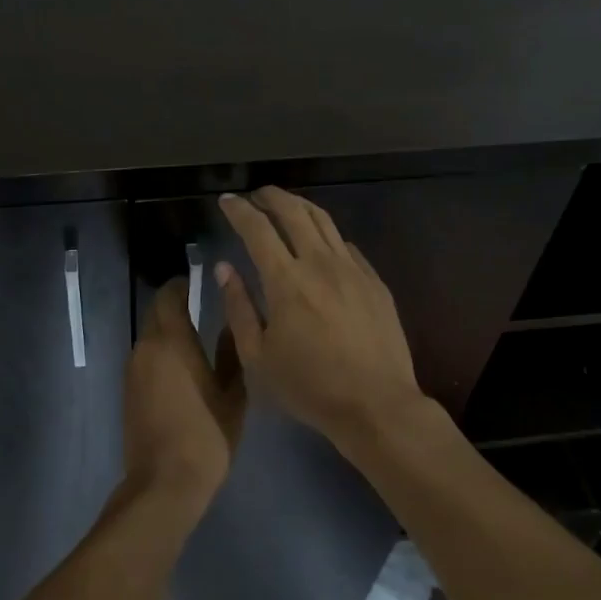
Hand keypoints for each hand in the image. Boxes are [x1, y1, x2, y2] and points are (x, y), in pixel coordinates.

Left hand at [122, 277, 246, 506]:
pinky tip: (180, 367)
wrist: (164, 482)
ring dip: (166, 329)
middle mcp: (147, 347)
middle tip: (198, 306)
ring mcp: (133, 368)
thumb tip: (232, 323)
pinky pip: (144, 356)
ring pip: (149, 335)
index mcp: (172, 341)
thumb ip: (232, 352)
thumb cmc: (206, 435)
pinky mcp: (127, 389)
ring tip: (194, 337)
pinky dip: (159, 351)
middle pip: (155, 312)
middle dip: (173, 304)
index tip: (198, 283)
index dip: (181, 285)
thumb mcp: (233, 394)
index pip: (169, 295)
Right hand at [217, 188, 426, 449]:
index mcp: (286, 281)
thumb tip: (224, 268)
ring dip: (300, 206)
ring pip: (324, 221)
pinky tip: (320, 243)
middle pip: (293, 212)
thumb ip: (239, 308)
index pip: (257, 229)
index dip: (239, 210)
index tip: (227, 200)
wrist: (376, 404)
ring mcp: (352, 269)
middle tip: (255, 195)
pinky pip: (346, 245)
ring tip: (285, 205)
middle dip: (270, 196)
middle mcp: (319, 264)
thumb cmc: (309, 387)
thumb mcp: (258, 357)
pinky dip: (326, 234)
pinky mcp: (374, 281)